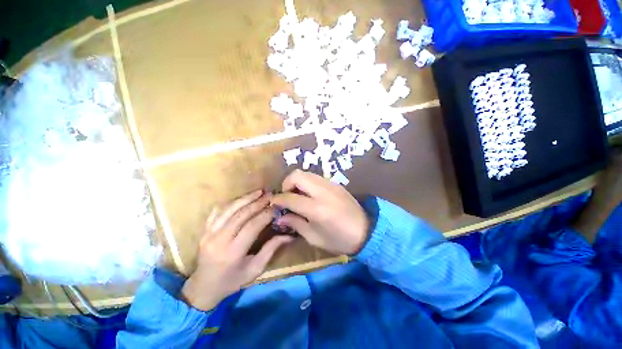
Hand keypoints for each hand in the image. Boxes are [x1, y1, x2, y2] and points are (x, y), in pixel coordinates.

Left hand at [181, 190, 292, 310]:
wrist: (203, 288)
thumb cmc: (232, 281)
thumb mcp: (255, 269)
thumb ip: (271, 249)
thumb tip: (289, 235)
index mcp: (233, 252)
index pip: (252, 226)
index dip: (266, 214)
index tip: (277, 207)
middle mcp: (219, 240)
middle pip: (241, 214)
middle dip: (257, 202)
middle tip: (270, 195)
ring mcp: (208, 234)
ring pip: (229, 209)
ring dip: (245, 198)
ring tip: (259, 192)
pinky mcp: (204, 231)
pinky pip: (217, 212)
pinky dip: (231, 203)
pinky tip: (242, 198)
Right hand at [271, 170, 369, 254]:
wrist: (367, 231)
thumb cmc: (339, 239)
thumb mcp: (315, 237)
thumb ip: (296, 224)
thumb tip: (281, 217)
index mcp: (317, 209)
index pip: (290, 197)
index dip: (278, 199)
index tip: (274, 202)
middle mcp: (322, 192)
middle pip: (297, 175)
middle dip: (287, 183)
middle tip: (287, 196)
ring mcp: (330, 185)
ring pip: (307, 173)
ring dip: (297, 182)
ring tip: (297, 195)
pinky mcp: (336, 184)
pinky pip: (316, 177)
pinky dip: (308, 182)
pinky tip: (310, 194)